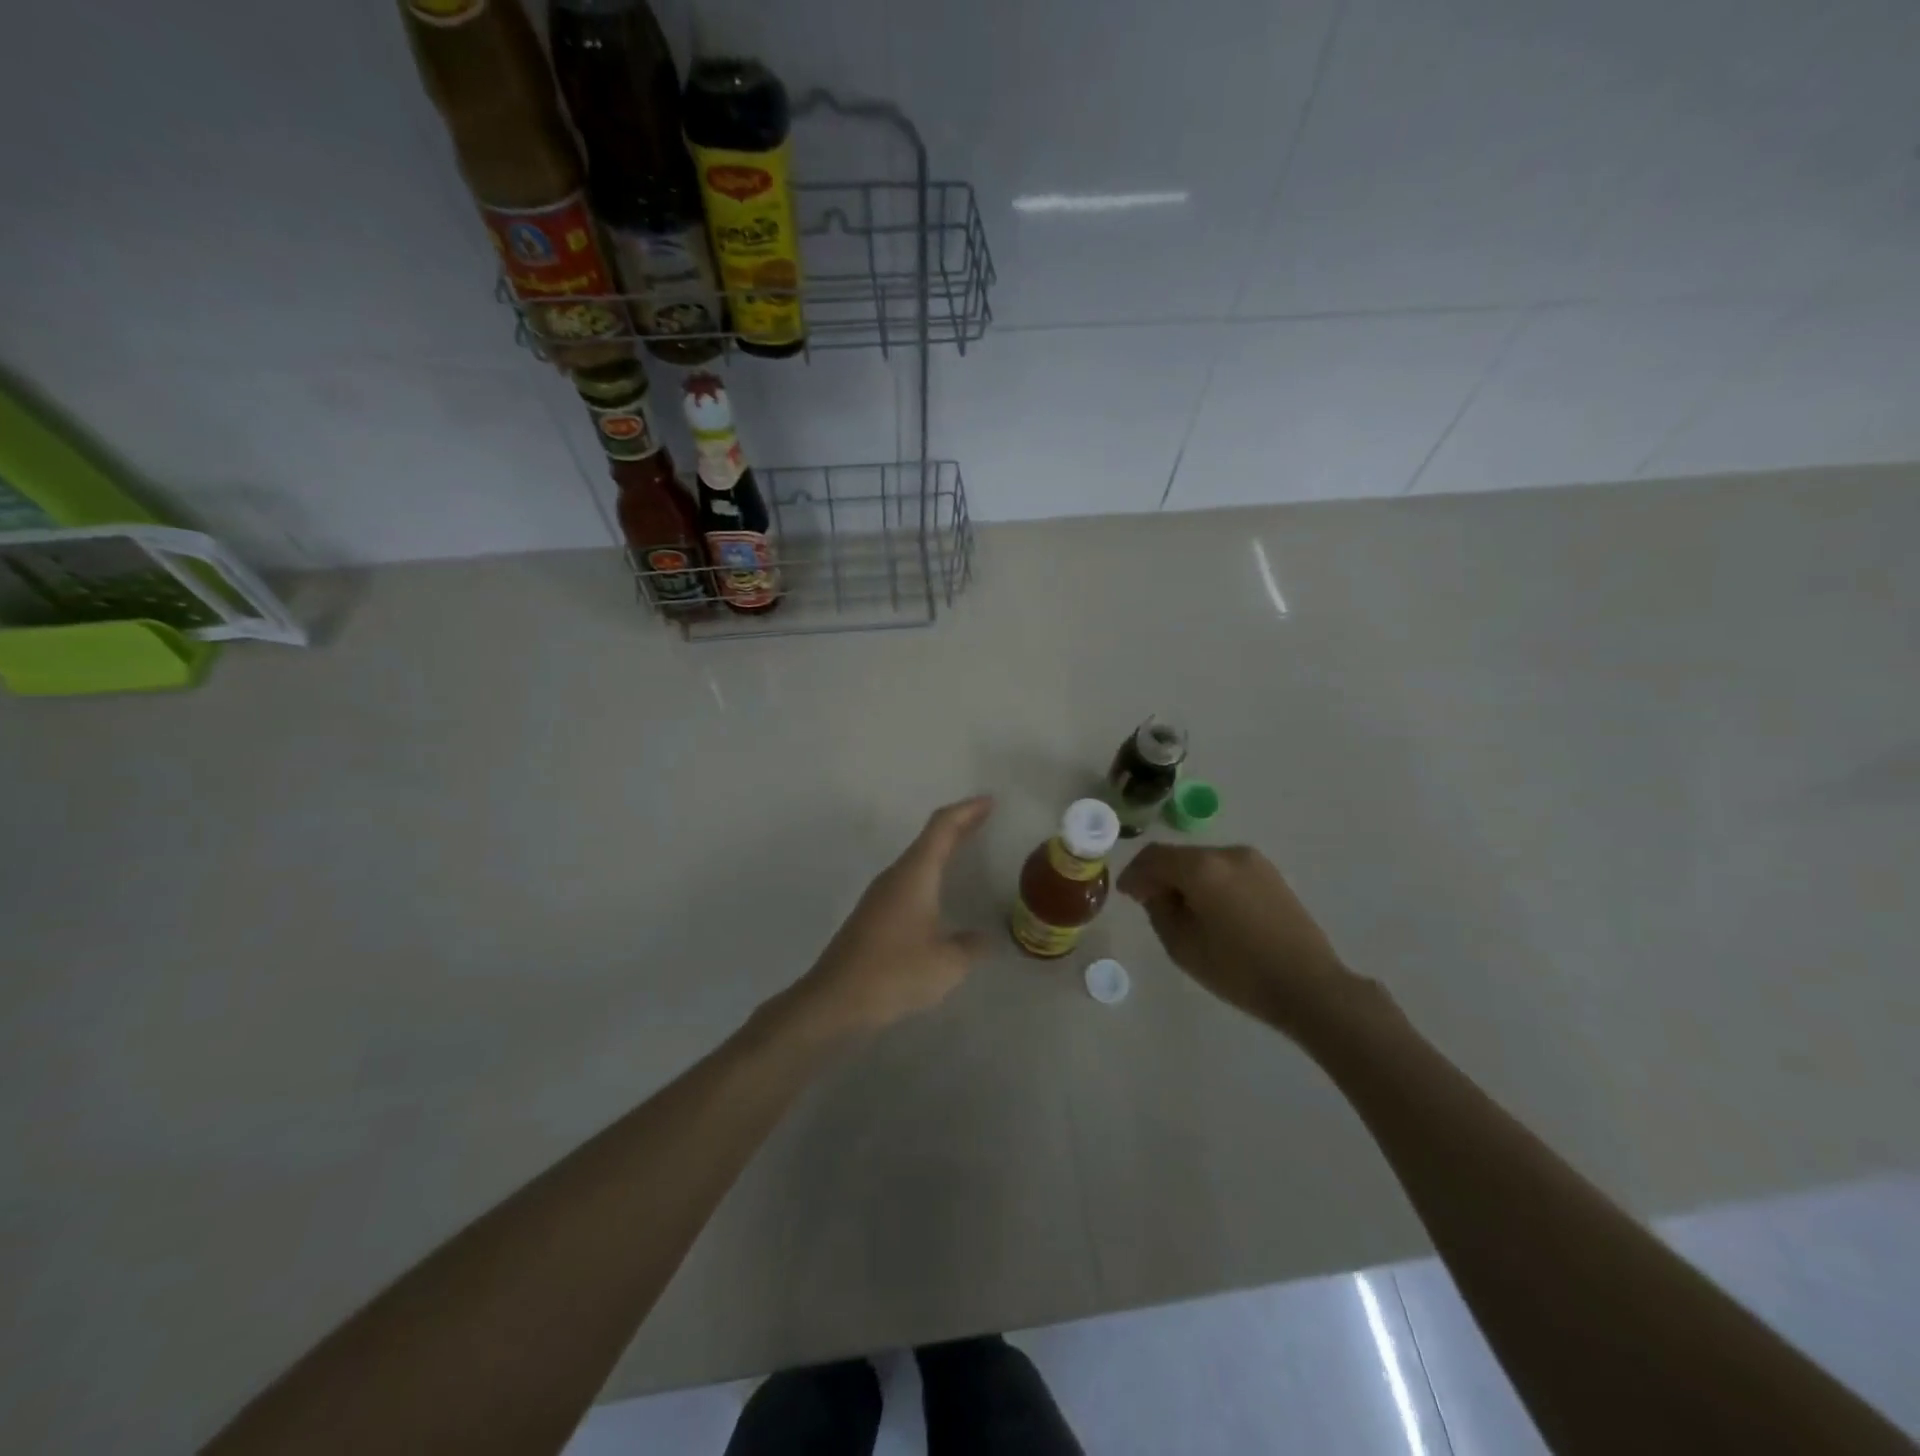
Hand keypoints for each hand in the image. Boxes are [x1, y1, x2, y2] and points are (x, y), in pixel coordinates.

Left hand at [791, 796, 994, 1036]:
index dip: (967, 811)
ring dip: (943, 850)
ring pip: (917, 860)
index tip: (990, 801)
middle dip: (959, 826)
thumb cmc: (894, 973)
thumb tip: (983, 939)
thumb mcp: (947, 964)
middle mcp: (895, 876)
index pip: (943, 827)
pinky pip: (909, 881)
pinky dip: (930, 875)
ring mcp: (880, 896)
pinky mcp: (873, 916)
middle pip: (930, 838)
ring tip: (968, 850)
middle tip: (986, 818)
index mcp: (915, 874)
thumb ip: (971, 947)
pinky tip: (940, 894)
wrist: (835, 1000)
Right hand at [1117, 844, 1354, 1033]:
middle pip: (1180, 856)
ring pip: (1204, 862)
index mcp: (1202, 867)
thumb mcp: (1182, 946)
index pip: (1154, 857)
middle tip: (1147, 901)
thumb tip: (1156, 892)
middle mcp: (1227, 853)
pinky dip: (1208, 882)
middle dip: (1159, 875)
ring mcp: (1253, 861)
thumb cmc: (1239, 970)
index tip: (1126, 894)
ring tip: (1178, 908)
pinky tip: (1208, 908)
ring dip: (1185, 878)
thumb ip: (1159, 910)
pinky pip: (1226, 870)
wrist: (1309, 986)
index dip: (1134, 873)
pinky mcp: (1271, 875)